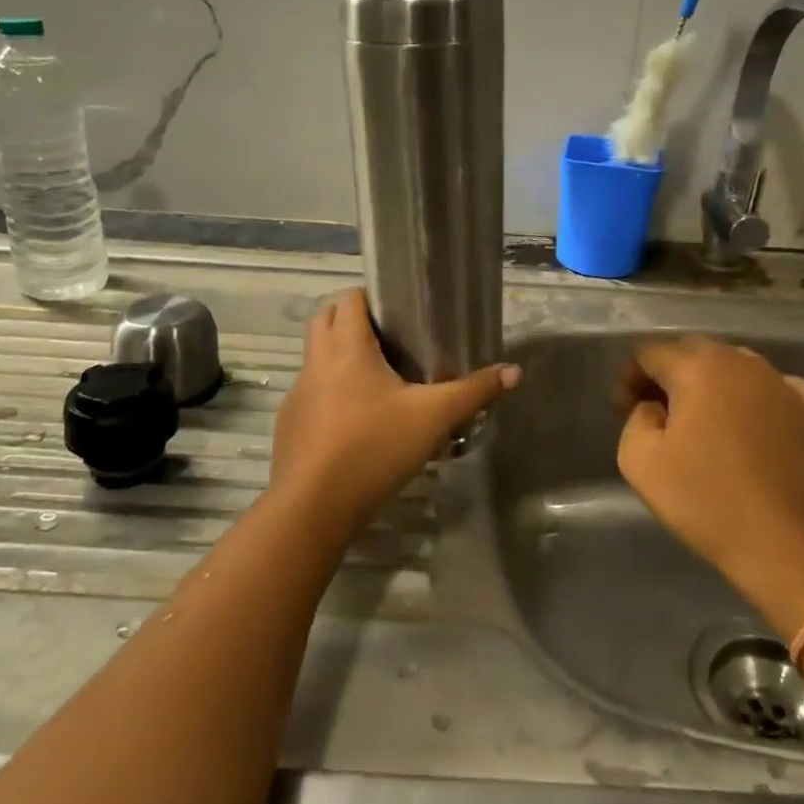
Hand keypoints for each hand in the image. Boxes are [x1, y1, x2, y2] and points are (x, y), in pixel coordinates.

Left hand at [271, 289, 519, 535]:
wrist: (313, 506)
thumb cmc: (374, 447)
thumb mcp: (433, 418)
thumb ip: (473, 392)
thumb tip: (514, 371)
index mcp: (347, 347)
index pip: (349, 297)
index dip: (371, 296)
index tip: (399, 311)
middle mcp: (316, 361)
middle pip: (325, 318)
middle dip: (352, 318)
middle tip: (389, 338)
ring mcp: (298, 393)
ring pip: (315, 357)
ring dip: (339, 356)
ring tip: (377, 379)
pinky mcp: (289, 424)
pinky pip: (311, 393)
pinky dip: (329, 394)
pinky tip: (355, 422)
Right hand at [617, 336, 803, 633]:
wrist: (791, 546)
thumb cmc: (708, 502)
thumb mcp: (639, 462)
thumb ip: (636, 419)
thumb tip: (655, 408)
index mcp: (697, 368)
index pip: (650, 352)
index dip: (631, 378)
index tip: (625, 411)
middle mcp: (742, 362)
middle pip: (693, 352)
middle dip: (669, 375)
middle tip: (658, 414)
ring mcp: (783, 383)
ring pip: (734, 366)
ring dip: (711, 384)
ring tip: (703, 422)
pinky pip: (774, 388)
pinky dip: (754, 398)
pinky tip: (750, 425)